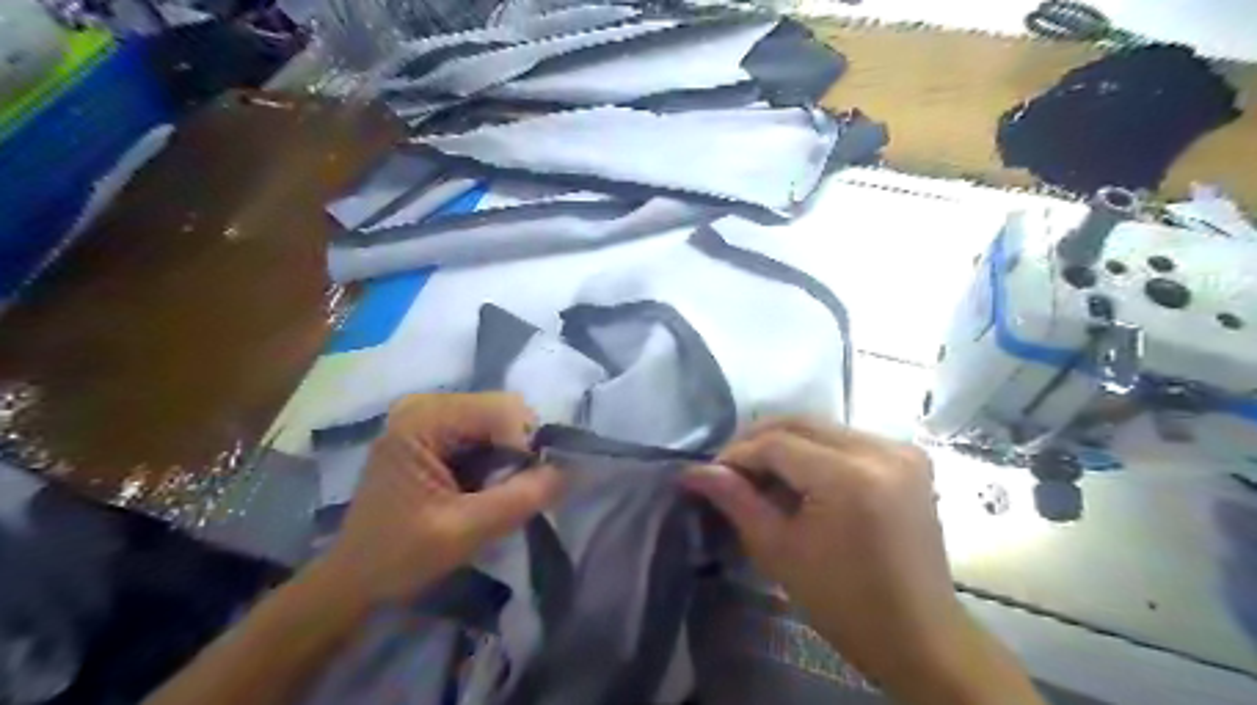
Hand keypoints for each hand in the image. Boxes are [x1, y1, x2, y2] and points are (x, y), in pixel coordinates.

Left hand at [319, 396, 564, 605]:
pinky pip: (486, 432)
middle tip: (513, 492)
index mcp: (422, 420)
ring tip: (496, 493)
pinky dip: (498, 458)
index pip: (503, 410)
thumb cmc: (398, 557)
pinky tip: (484, 486)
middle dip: (520, 450)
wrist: (354, 580)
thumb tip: (569, 471)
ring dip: (510, 455)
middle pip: (503, 410)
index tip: (527, 488)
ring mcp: (428, 416)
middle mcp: (425, 404)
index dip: (526, 446)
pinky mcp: (434, 432)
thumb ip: (519, 499)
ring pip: (499, 421)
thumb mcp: (464, 532)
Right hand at [683, 420, 1047, 704]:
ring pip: (822, 428)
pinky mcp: (909, 458)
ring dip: (785, 443)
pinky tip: (799, 477)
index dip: (738, 454)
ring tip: (760, 475)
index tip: (711, 473)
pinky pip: (846, 439)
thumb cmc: (842, 602)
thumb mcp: (778, 550)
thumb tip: (693, 471)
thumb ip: (735, 500)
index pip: (777, 443)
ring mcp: (901, 450)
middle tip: (729, 469)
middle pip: (801, 423)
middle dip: (757, 441)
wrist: (918, 635)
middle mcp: (881, 450)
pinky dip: (815, 450)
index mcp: (851, 478)